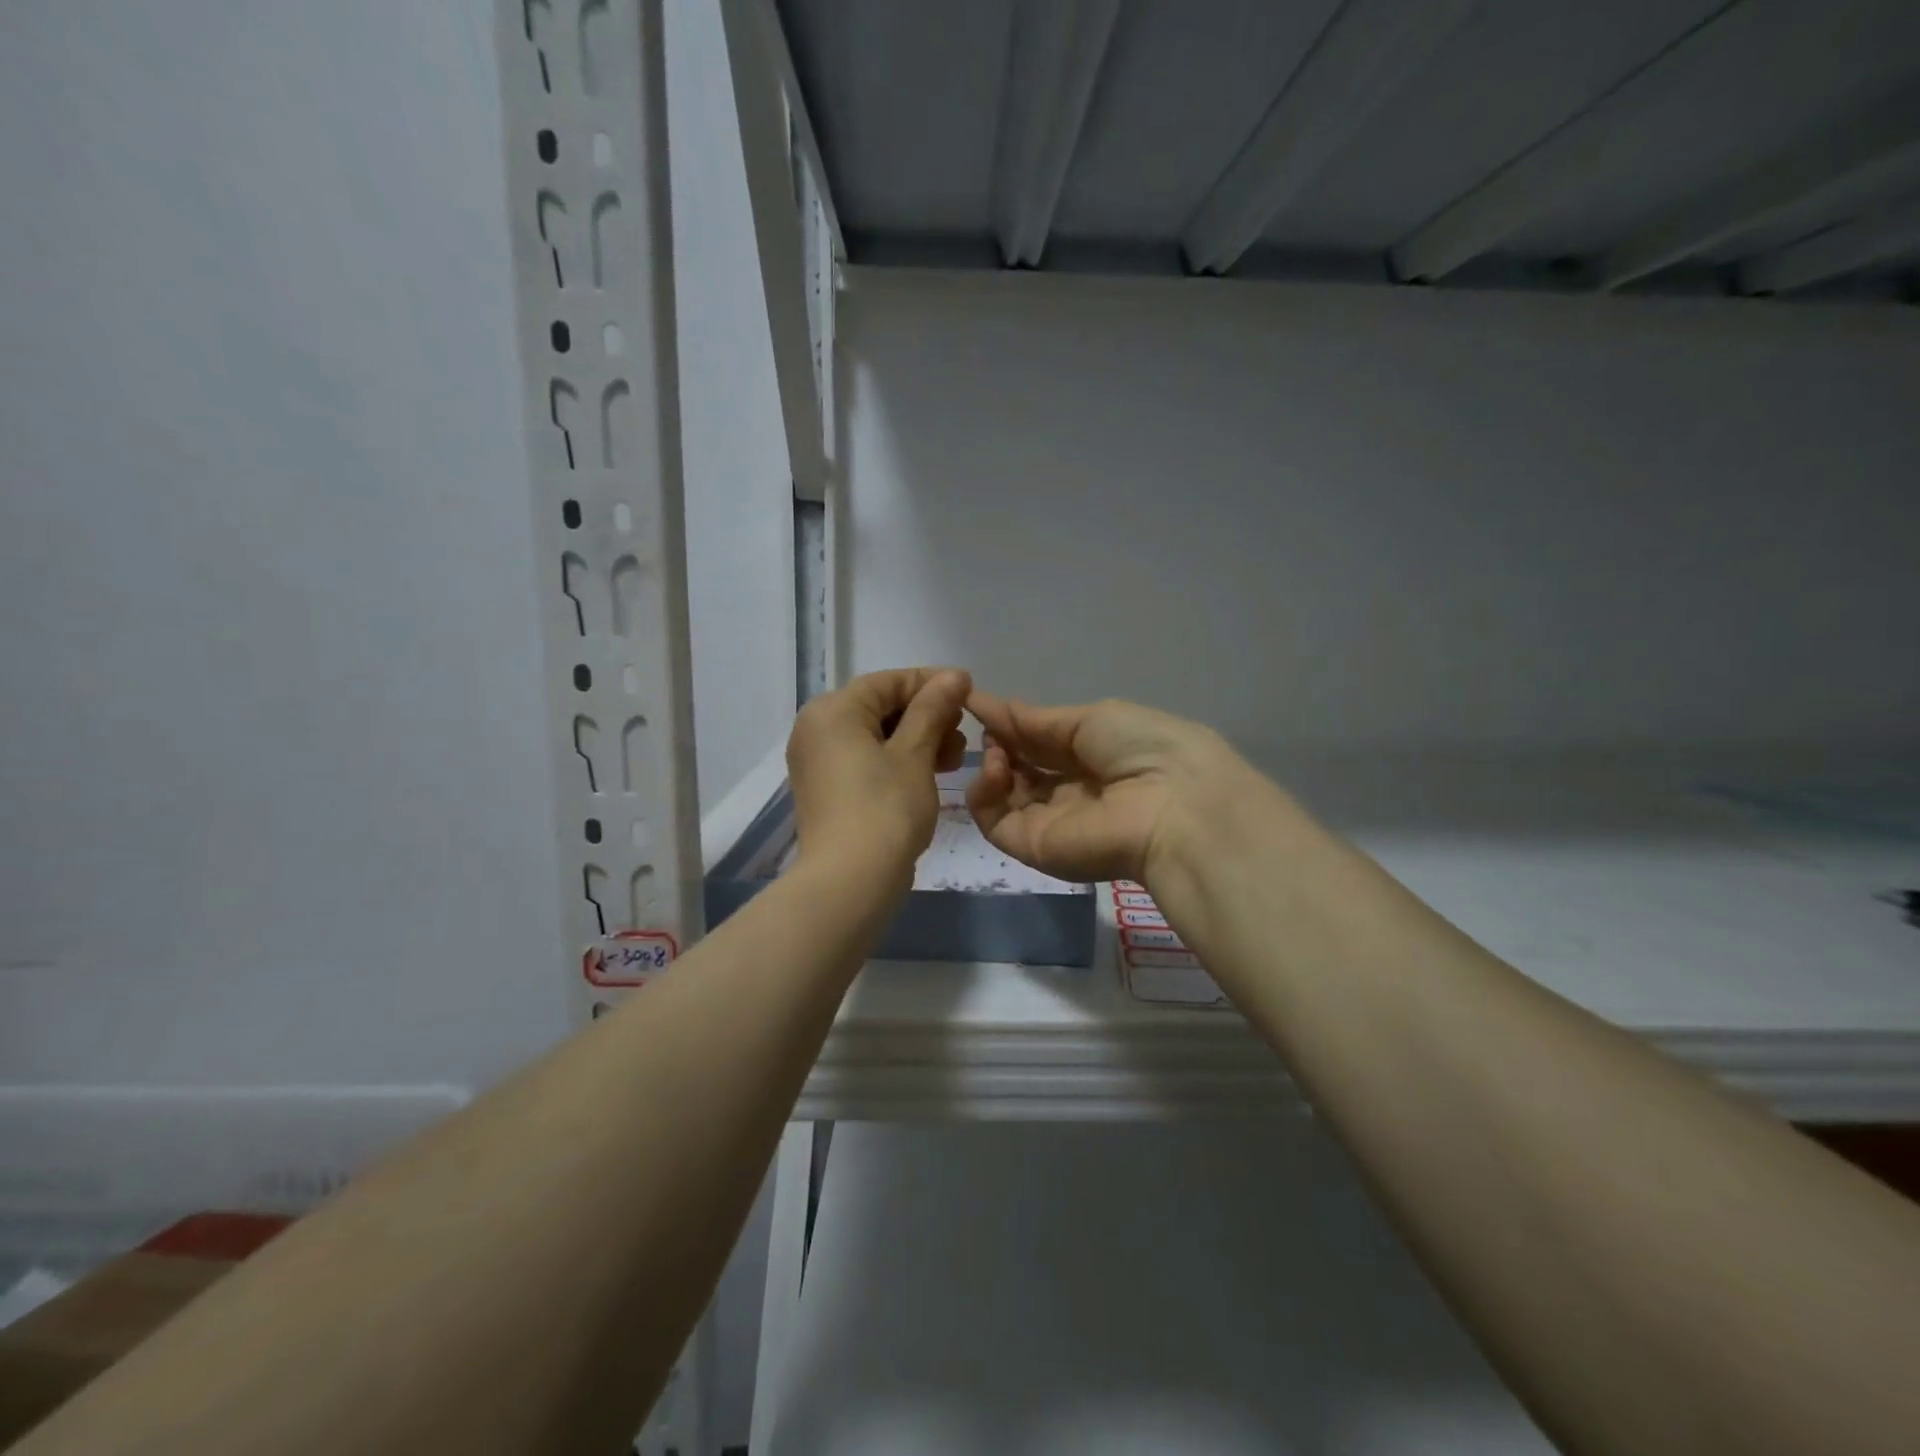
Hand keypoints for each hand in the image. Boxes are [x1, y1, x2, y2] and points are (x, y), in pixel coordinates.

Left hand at [786, 668, 970, 886]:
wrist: (850, 882)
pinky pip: (865, 759)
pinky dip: (897, 760)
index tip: (970, 691)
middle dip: (927, 715)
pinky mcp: (827, 788)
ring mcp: (818, 761)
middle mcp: (817, 729)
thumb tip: (954, 675)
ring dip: (917, 739)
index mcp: (833, 711)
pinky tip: (930, 772)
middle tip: (962, 734)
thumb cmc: (886, 809)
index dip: (933, 683)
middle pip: (880, 706)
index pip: (889, 681)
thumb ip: (933, 708)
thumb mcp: (915, 754)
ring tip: (953, 758)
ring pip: (875, 735)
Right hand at [966, 691, 1245, 886]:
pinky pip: (994, 820)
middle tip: (983, 724)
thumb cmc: (1142, 748)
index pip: (1042, 742)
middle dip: (998, 742)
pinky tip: (995, 767)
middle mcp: (1072, 791)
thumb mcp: (1092, 718)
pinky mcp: (1032, 847)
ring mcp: (1050, 822)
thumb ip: (1040, 720)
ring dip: (991, 764)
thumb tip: (996, 706)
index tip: (974, 700)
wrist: (1171, 806)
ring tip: (995, 749)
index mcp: (1095, 757)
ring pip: (1002, 795)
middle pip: (1021, 768)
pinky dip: (984, 792)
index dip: (1011, 722)